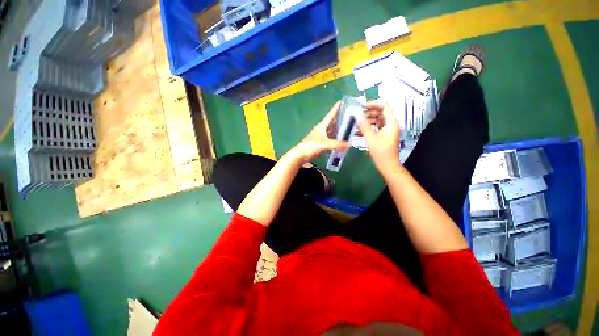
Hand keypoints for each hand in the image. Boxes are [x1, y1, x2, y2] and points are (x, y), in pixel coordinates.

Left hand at [290, 101, 349, 162]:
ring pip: (333, 131)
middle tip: (351, 116)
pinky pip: (332, 139)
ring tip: (350, 128)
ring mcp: (322, 137)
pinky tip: (343, 140)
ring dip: (339, 130)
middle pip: (333, 123)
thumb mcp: (324, 144)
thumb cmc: (311, 145)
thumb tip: (349, 145)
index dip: (335, 108)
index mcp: (322, 126)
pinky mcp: (322, 143)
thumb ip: (336, 144)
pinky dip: (337, 139)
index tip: (341, 101)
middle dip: (341, 119)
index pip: (330, 115)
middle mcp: (322, 129)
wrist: (302, 154)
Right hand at [358, 101, 400, 173]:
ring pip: (378, 120)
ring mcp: (387, 130)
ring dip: (368, 119)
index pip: (384, 107)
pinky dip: (369, 126)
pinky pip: (376, 127)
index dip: (374, 104)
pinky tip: (360, 129)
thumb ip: (364, 126)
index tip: (362, 106)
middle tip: (357, 114)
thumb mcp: (371, 138)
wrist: (387, 165)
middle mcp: (391, 124)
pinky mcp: (384, 135)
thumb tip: (357, 115)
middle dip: (369, 112)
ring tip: (357, 122)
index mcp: (391, 123)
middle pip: (381, 112)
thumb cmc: (381, 152)